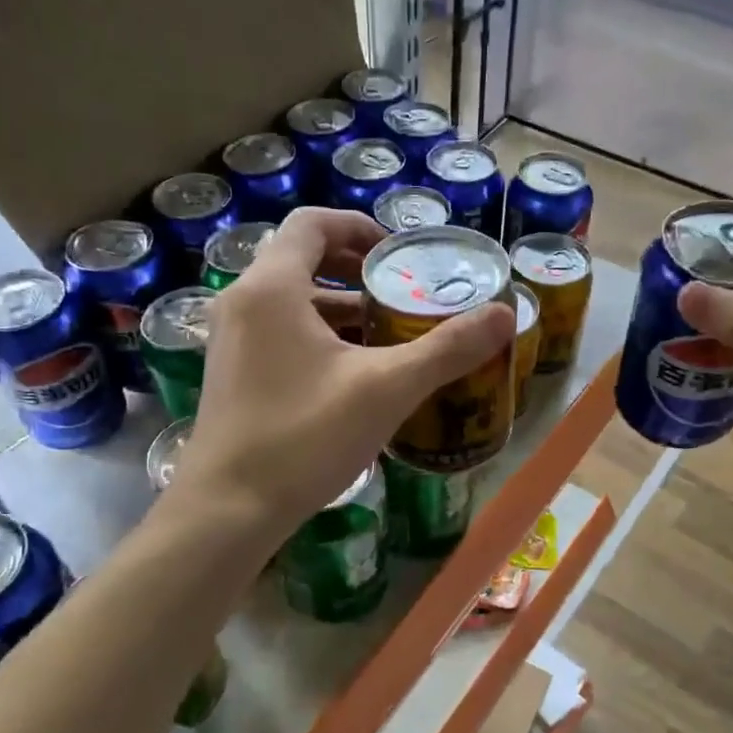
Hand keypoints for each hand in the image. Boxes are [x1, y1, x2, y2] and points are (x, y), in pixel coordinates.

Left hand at [171, 207, 514, 531]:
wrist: (228, 509)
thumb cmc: (305, 437)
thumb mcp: (387, 389)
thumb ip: (447, 348)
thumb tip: (504, 315)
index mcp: (272, 288)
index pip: (314, 223)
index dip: (361, 227)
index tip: (400, 256)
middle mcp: (243, 302)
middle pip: (303, 260)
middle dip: (357, 273)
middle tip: (402, 296)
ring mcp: (231, 340)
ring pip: (292, 302)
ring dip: (340, 310)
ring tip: (389, 337)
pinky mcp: (232, 374)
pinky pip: (280, 334)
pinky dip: (319, 338)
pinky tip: (355, 376)